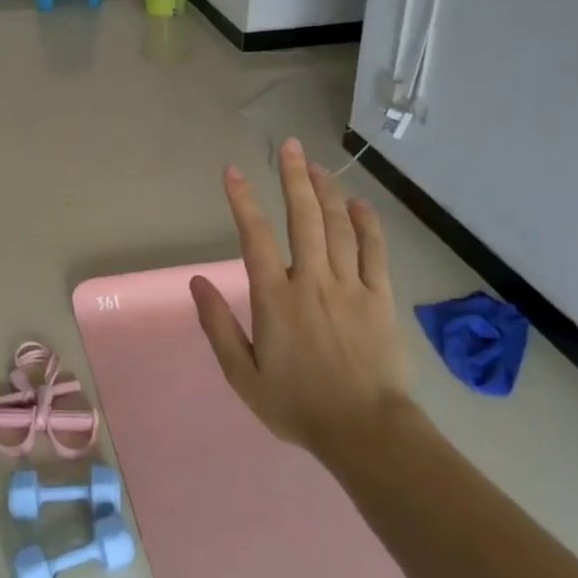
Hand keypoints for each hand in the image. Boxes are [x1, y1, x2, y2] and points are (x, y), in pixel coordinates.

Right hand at [190, 138, 413, 453]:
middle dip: (293, 178)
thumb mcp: (243, 375)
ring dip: (327, 192)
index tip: (233, 172)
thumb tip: (197, 283)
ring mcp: (350, 287)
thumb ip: (218, 326)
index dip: (243, 201)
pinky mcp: (379, 298)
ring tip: (316, 165)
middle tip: (288, 146)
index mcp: (275, 298)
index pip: (255, 237)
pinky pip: (375, 252)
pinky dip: (368, 224)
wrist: (365, 431)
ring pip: (339, 227)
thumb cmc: (297, 405)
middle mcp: (312, 281)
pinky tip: (360, 204)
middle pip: (304, 218)